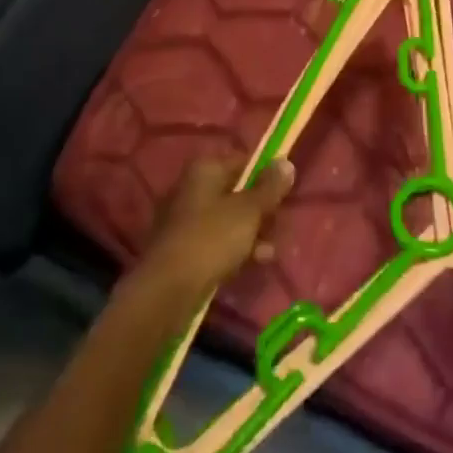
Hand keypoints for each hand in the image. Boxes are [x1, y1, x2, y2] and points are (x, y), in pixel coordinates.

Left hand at [140, 154, 295, 300]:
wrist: (167, 291)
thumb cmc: (211, 239)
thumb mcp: (248, 211)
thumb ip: (270, 187)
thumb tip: (286, 161)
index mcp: (205, 170)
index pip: (244, 162)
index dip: (266, 176)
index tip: (284, 194)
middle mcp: (192, 188)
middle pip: (236, 191)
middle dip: (260, 210)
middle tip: (277, 226)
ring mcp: (185, 219)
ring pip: (228, 219)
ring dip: (251, 233)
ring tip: (268, 251)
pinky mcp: (183, 248)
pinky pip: (216, 241)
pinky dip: (235, 248)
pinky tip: (253, 263)